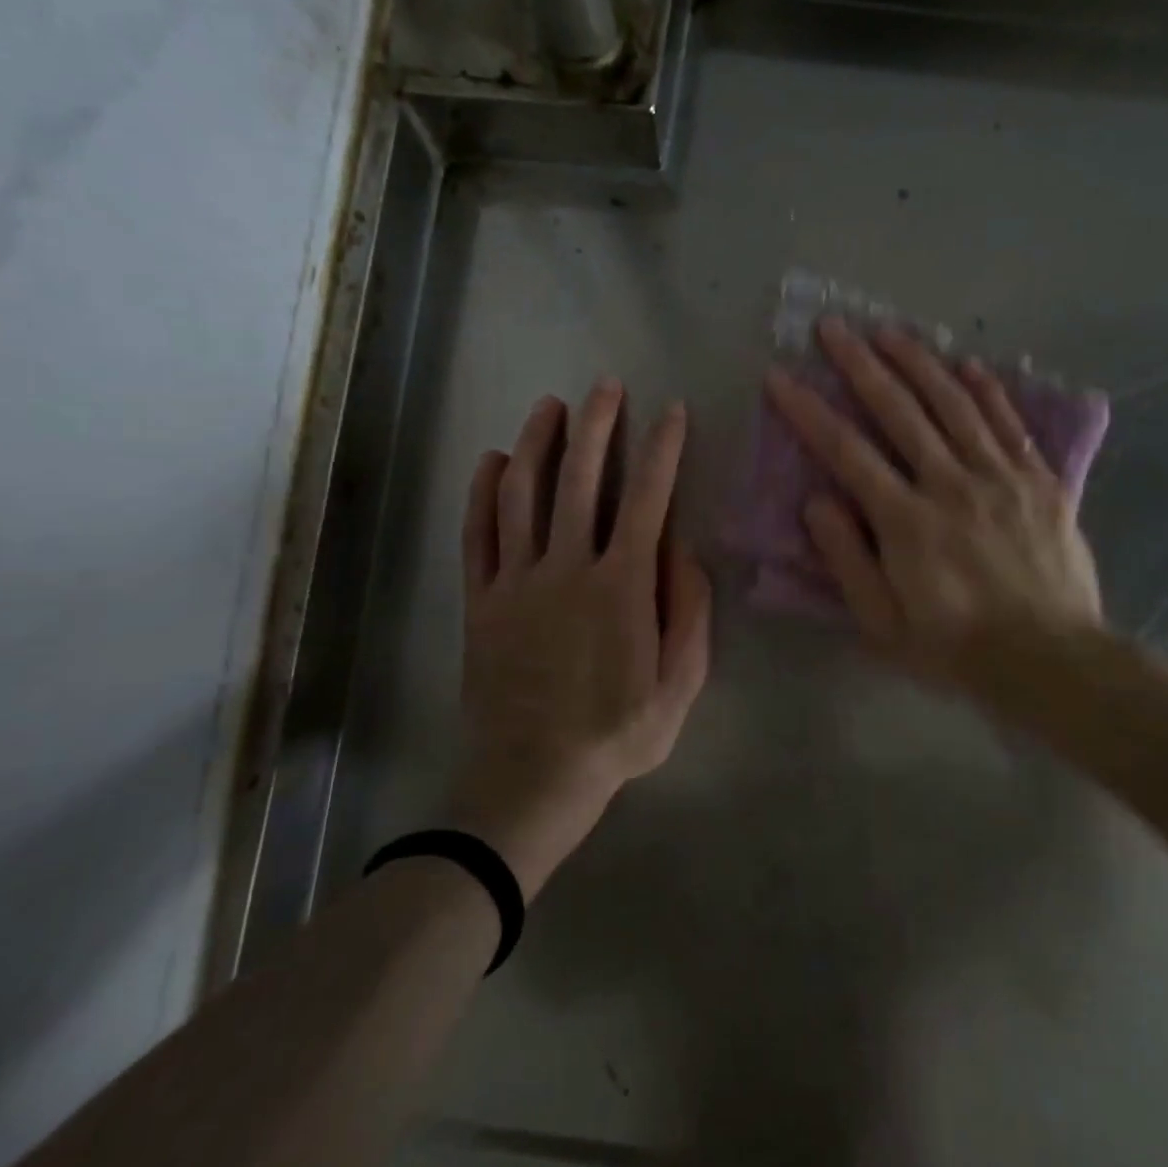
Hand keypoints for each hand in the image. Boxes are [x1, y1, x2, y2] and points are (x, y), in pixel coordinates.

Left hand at [454, 381, 711, 899]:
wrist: (530, 781)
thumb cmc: (616, 735)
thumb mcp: (680, 686)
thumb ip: (690, 613)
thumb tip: (684, 549)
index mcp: (621, 587)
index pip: (647, 499)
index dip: (661, 449)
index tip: (671, 411)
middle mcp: (566, 569)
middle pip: (579, 480)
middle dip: (596, 426)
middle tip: (604, 385)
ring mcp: (516, 582)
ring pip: (522, 495)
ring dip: (537, 443)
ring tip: (549, 405)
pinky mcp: (481, 601)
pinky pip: (477, 535)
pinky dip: (482, 493)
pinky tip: (491, 460)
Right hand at [766, 319, 1102, 708]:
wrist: (1051, 662)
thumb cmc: (956, 649)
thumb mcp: (882, 624)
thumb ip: (847, 560)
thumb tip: (817, 501)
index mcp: (906, 522)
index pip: (847, 452)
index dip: (809, 411)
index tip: (781, 377)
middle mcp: (951, 485)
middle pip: (900, 411)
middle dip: (860, 365)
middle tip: (833, 327)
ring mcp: (1000, 477)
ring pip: (954, 405)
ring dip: (919, 362)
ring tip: (890, 330)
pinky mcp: (1040, 481)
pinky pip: (1010, 424)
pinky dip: (989, 390)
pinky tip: (969, 364)